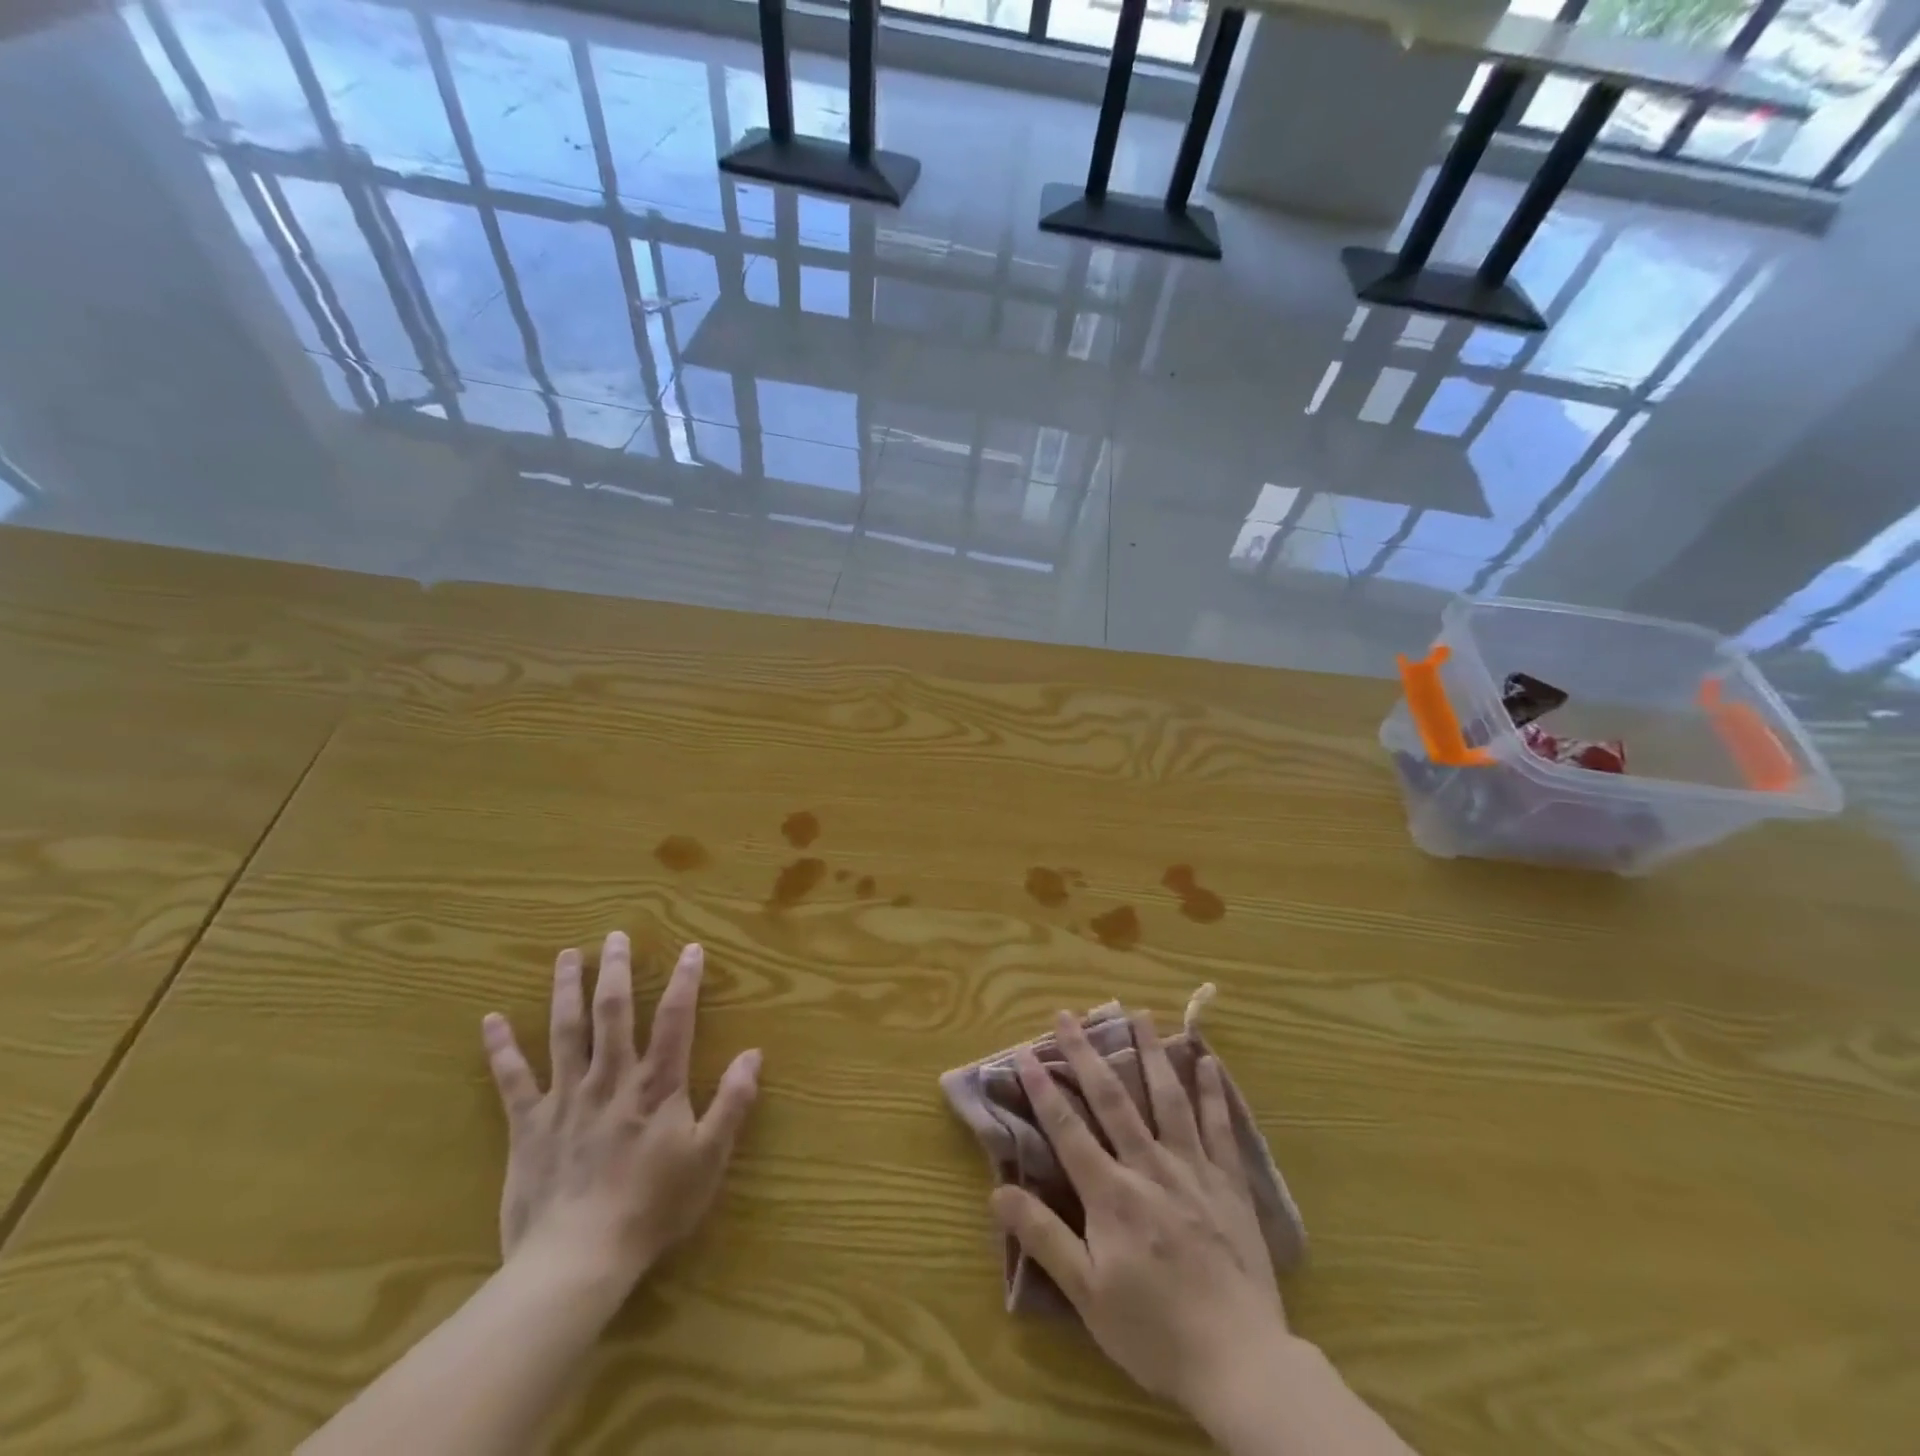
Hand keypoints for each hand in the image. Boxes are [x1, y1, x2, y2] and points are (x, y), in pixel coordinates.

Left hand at [481, 934, 759, 1291]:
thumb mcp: (709, 1158)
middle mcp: (611, 1078)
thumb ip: (732, 1103)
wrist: (578, 1261)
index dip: (685, 981)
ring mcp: (566, 1098)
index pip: (676, 1019)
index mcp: (656, 1085)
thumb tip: (754, 1054)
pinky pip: (512, 1080)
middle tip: (616, 936)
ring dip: (566, 990)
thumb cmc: (652, 1208)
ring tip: (567, 956)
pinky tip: (491, 1020)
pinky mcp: (528, 1125)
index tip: (691, 949)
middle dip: (616, 970)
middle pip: (614, 1012)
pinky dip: (501, 1049)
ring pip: (565, 1032)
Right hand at [991, 1009, 1291, 1421]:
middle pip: (1113, 1098)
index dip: (1042, 1087)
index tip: (1025, 1050)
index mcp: (1112, 1193)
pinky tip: (1206, 1061)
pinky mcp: (1229, 1184)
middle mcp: (1149, 1166)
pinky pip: (1219, 1128)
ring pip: (1168, 1098)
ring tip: (1139, 1015)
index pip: (1067, 1127)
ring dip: (1150, 1053)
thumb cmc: (1155, 1332)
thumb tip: (998, 1191)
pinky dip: (1212, 1092)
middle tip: (1069, 1014)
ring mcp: (1193, 1170)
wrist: (1241, 1363)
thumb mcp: (1087, 1295)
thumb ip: (1044, 1237)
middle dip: (1087, 1053)